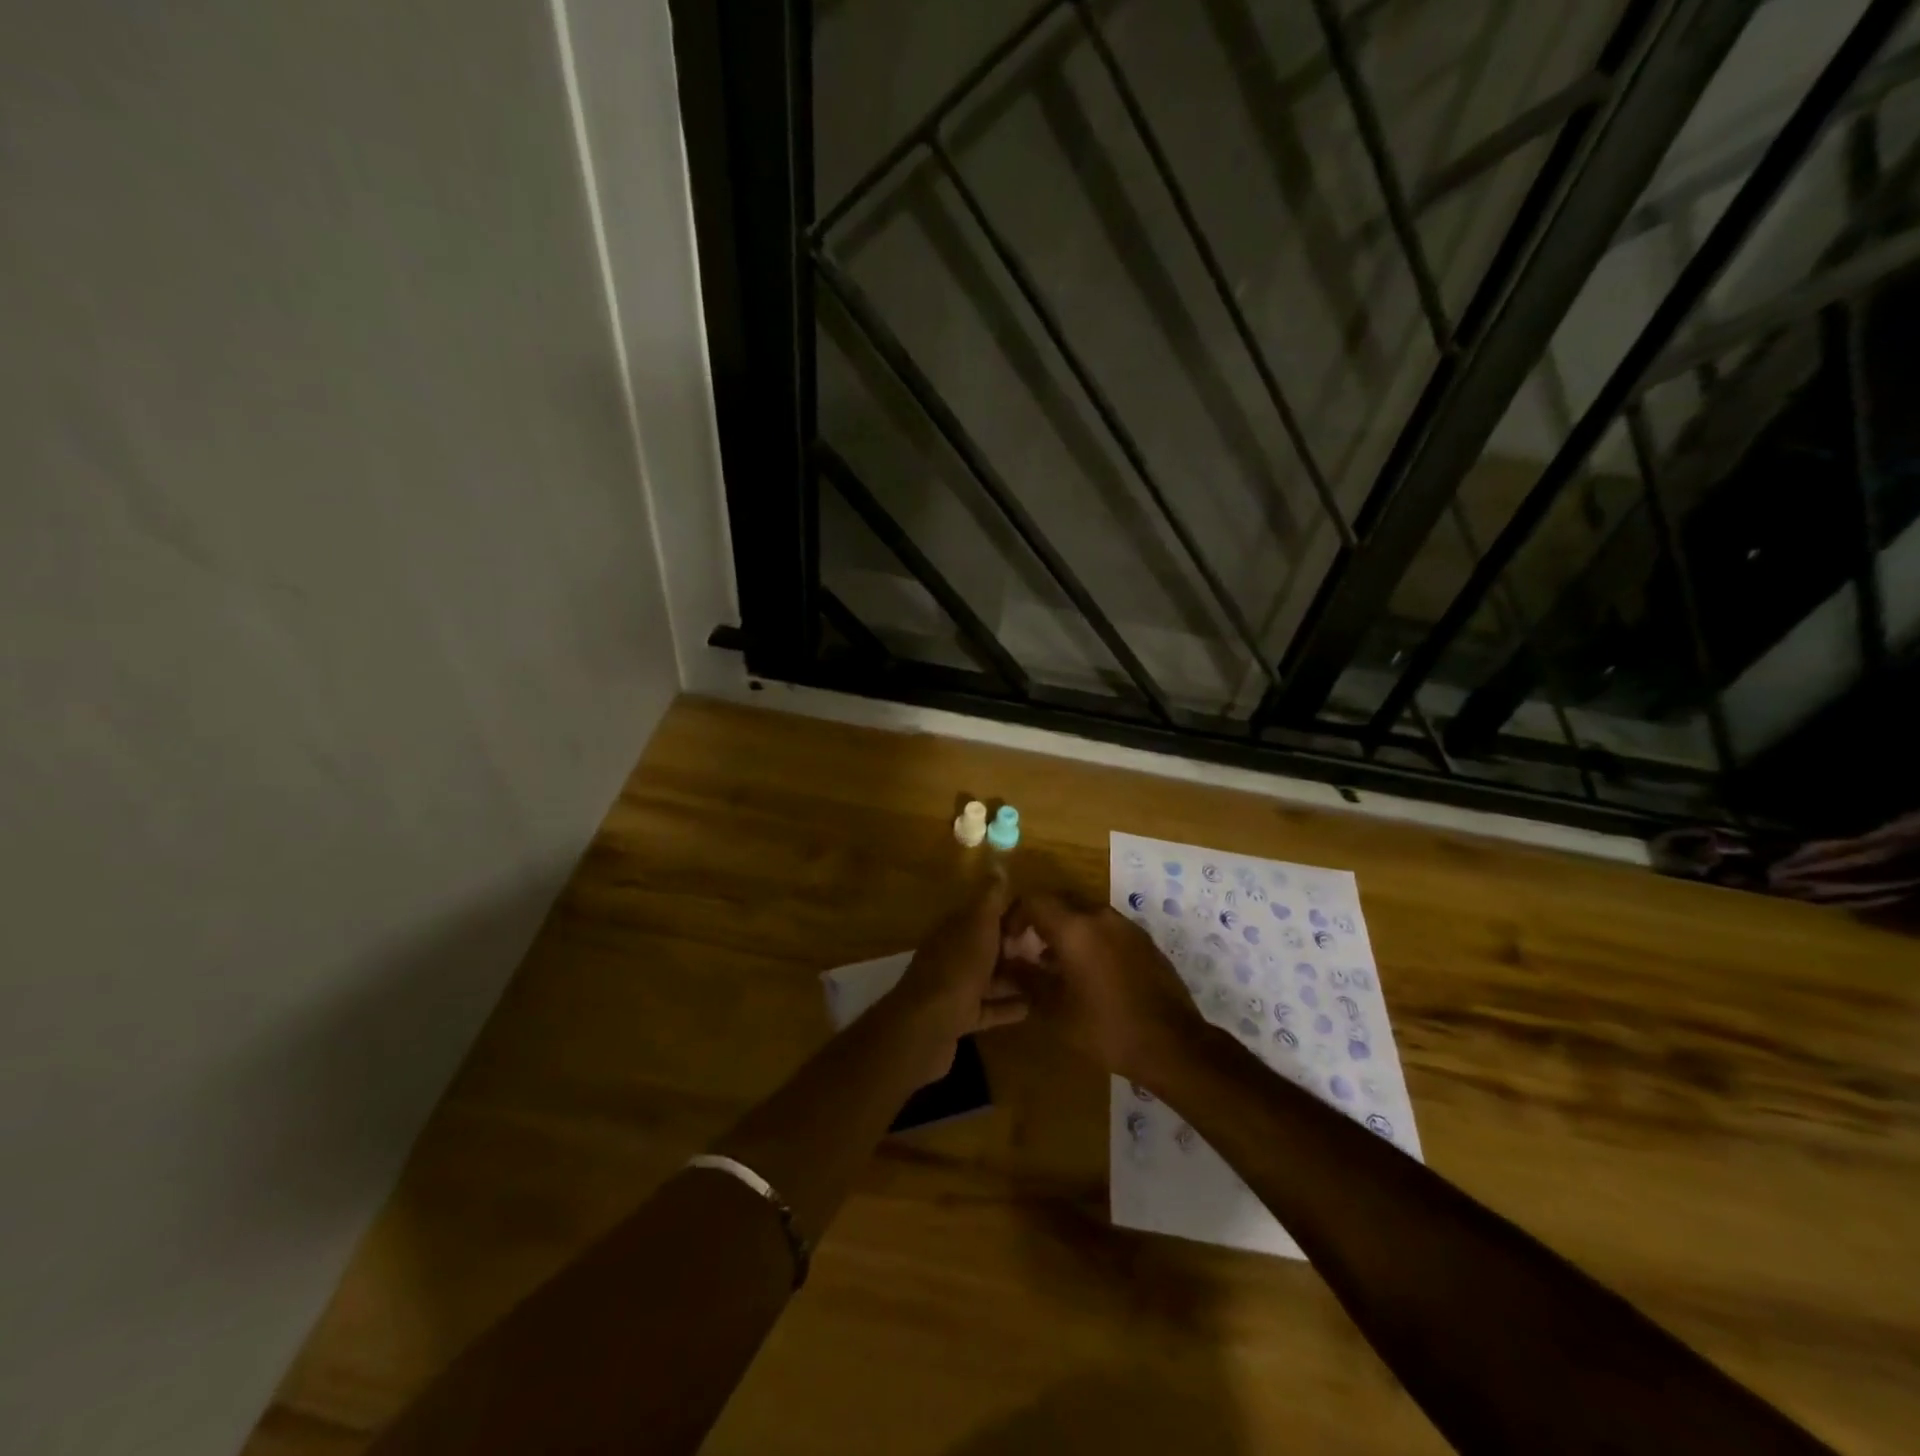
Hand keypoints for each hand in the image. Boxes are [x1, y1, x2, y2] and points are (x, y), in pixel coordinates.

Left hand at [884, 876, 1028, 1084]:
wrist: (928, 1025)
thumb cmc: (958, 968)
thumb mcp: (978, 925)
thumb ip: (989, 898)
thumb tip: (998, 865)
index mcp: (955, 929)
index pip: (984, 914)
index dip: (1010, 914)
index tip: (1040, 918)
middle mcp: (952, 954)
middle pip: (987, 946)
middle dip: (1014, 946)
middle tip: (1050, 950)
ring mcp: (954, 987)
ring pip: (988, 978)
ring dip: (1013, 977)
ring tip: (1046, 977)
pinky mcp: (959, 1018)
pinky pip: (988, 1008)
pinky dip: (1007, 1006)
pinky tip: (1031, 1008)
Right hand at [1002, 891, 1212, 1085]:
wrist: (1173, 1044)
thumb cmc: (1106, 1028)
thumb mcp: (1055, 1009)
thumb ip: (1027, 978)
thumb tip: (1008, 961)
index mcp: (1075, 927)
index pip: (1034, 900)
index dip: (1014, 916)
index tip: (1008, 942)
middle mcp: (1100, 916)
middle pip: (1060, 902)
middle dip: (1040, 921)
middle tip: (1028, 950)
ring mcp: (1126, 926)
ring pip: (1085, 914)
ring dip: (1066, 931)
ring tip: (1056, 965)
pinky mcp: (1144, 941)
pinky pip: (1107, 928)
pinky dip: (1090, 939)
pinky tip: (1089, 974)